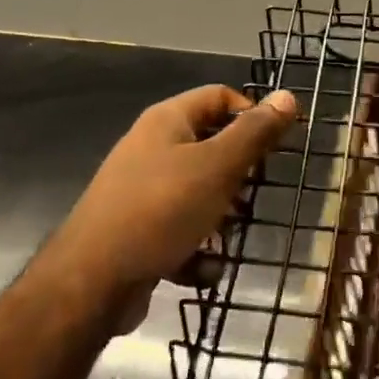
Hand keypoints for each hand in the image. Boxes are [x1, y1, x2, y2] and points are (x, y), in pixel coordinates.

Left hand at [30, 85, 297, 332]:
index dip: (251, 114)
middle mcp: (151, 147)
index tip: (275, 147)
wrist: (90, 282)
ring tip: (231, 235)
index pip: (220, 96)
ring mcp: (139, 190)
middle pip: (209, 144)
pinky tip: (206, 268)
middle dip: (237, 172)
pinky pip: (177, 227)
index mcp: (167, 120)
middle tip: (253, 195)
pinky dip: (195, 245)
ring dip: (220, 213)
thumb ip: (255, 133)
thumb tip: (288, 96)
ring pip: (196, 189)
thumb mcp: (218, 167)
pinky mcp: (134, 229)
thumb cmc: (161, 210)